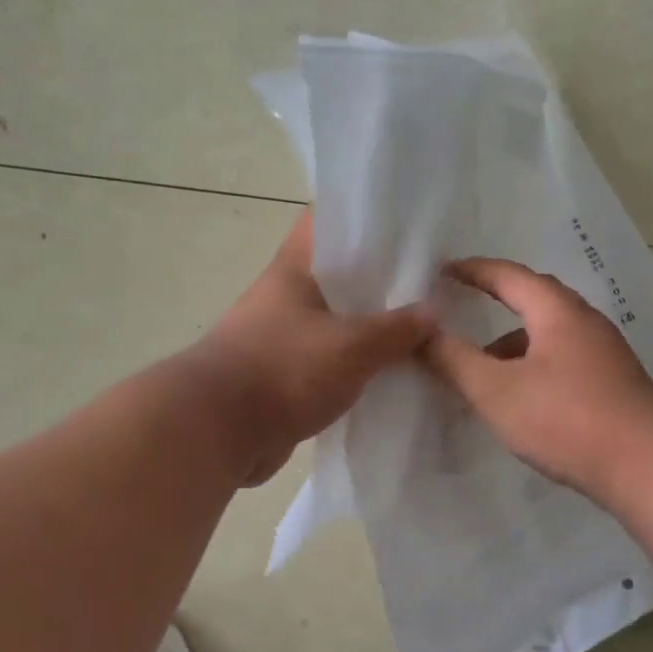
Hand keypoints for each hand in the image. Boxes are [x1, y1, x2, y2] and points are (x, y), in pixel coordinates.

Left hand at [195, 211, 434, 485]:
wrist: (216, 433)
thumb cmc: (283, 369)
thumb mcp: (353, 345)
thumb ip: (398, 329)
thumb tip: (435, 312)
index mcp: (294, 269)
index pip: (328, 222)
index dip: (366, 217)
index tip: (408, 226)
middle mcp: (286, 296)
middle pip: (341, 275)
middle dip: (383, 280)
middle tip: (432, 283)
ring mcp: (283, 337)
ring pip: (339, 321)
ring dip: (373, 327)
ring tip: (422, 328)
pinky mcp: (285, 376)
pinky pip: (331, 361)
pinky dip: (358, 365)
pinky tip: (393, 372)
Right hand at [421, 257, 652, 494]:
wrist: (650, 466)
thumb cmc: (567, 418)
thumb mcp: (497, 391)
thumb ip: (454, 361)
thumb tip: (420, 333)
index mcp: (557, 311)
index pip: (509, 276)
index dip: (474, 271)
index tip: (443, 271)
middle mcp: (584, 323)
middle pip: (534, 301)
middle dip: (495, 304)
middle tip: (461, 311)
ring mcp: (604, 354)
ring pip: (549, 335)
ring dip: (513, 344)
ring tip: (482, 368)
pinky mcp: (613, 384)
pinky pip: (562, 360)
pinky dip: (533, 367)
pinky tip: (521, 399)